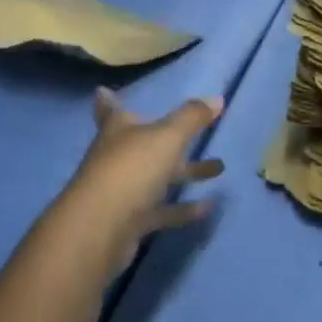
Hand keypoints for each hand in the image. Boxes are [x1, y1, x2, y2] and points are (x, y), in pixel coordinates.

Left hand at [40, 89, 225, 280]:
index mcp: (118, 129)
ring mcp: (122, 190)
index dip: (109, 101)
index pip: (112, 109)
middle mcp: (117, 156)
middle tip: (199, 131)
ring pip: (158, 177)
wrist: (101, 229)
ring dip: (186, 172)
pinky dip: (183, 208)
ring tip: (220, 167)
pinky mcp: (130, 222)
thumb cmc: (131, 169)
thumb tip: (217, 97)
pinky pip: (162, 211)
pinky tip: (208, 207)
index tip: (102, 91)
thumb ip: (192, 117)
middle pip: (145, 144)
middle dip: (171, 138)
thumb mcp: (167, 137)